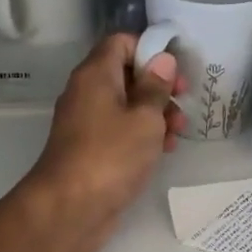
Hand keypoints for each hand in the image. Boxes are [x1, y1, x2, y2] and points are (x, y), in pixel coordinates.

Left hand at [17, 34, 185, 251]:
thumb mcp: (144, 118)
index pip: (120, 42)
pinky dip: (141, 135)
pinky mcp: (91, 149)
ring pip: (126, 105)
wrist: (69, 208)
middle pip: (126, 74)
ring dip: (155, 114)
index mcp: (95, 74)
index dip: (150, 49)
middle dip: (158, 86)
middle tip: (183, 103)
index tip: (175, 69)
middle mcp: (86, 93)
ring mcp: (86, 123)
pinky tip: (163, 151)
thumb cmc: (111, 155)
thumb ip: (156, 87)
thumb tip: (162, 60)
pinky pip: (120, 130)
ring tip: (177, 134)